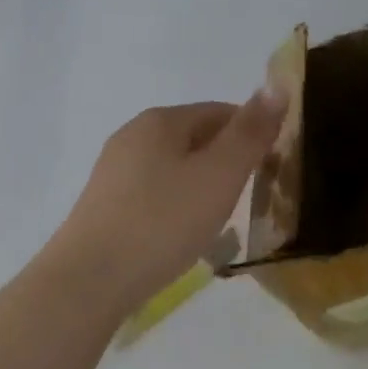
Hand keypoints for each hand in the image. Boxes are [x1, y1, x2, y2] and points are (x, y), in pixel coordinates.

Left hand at [47, 91, 286, 313]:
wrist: (90, 281)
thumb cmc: (163, 222)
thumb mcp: (219, 175)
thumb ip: (250, 133)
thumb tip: (277, 87)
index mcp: (161, 120)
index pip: (221, 112)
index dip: (252, 135)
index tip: (272, 170)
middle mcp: (132, 135)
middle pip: (195, 138)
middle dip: (227, 162)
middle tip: (251, 199)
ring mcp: (114, 171)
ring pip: (174, 167)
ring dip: (202, 185)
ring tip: (220, 220)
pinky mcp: (104, 205)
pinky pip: (154, 193)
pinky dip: (176, 205)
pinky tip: (181, 234)